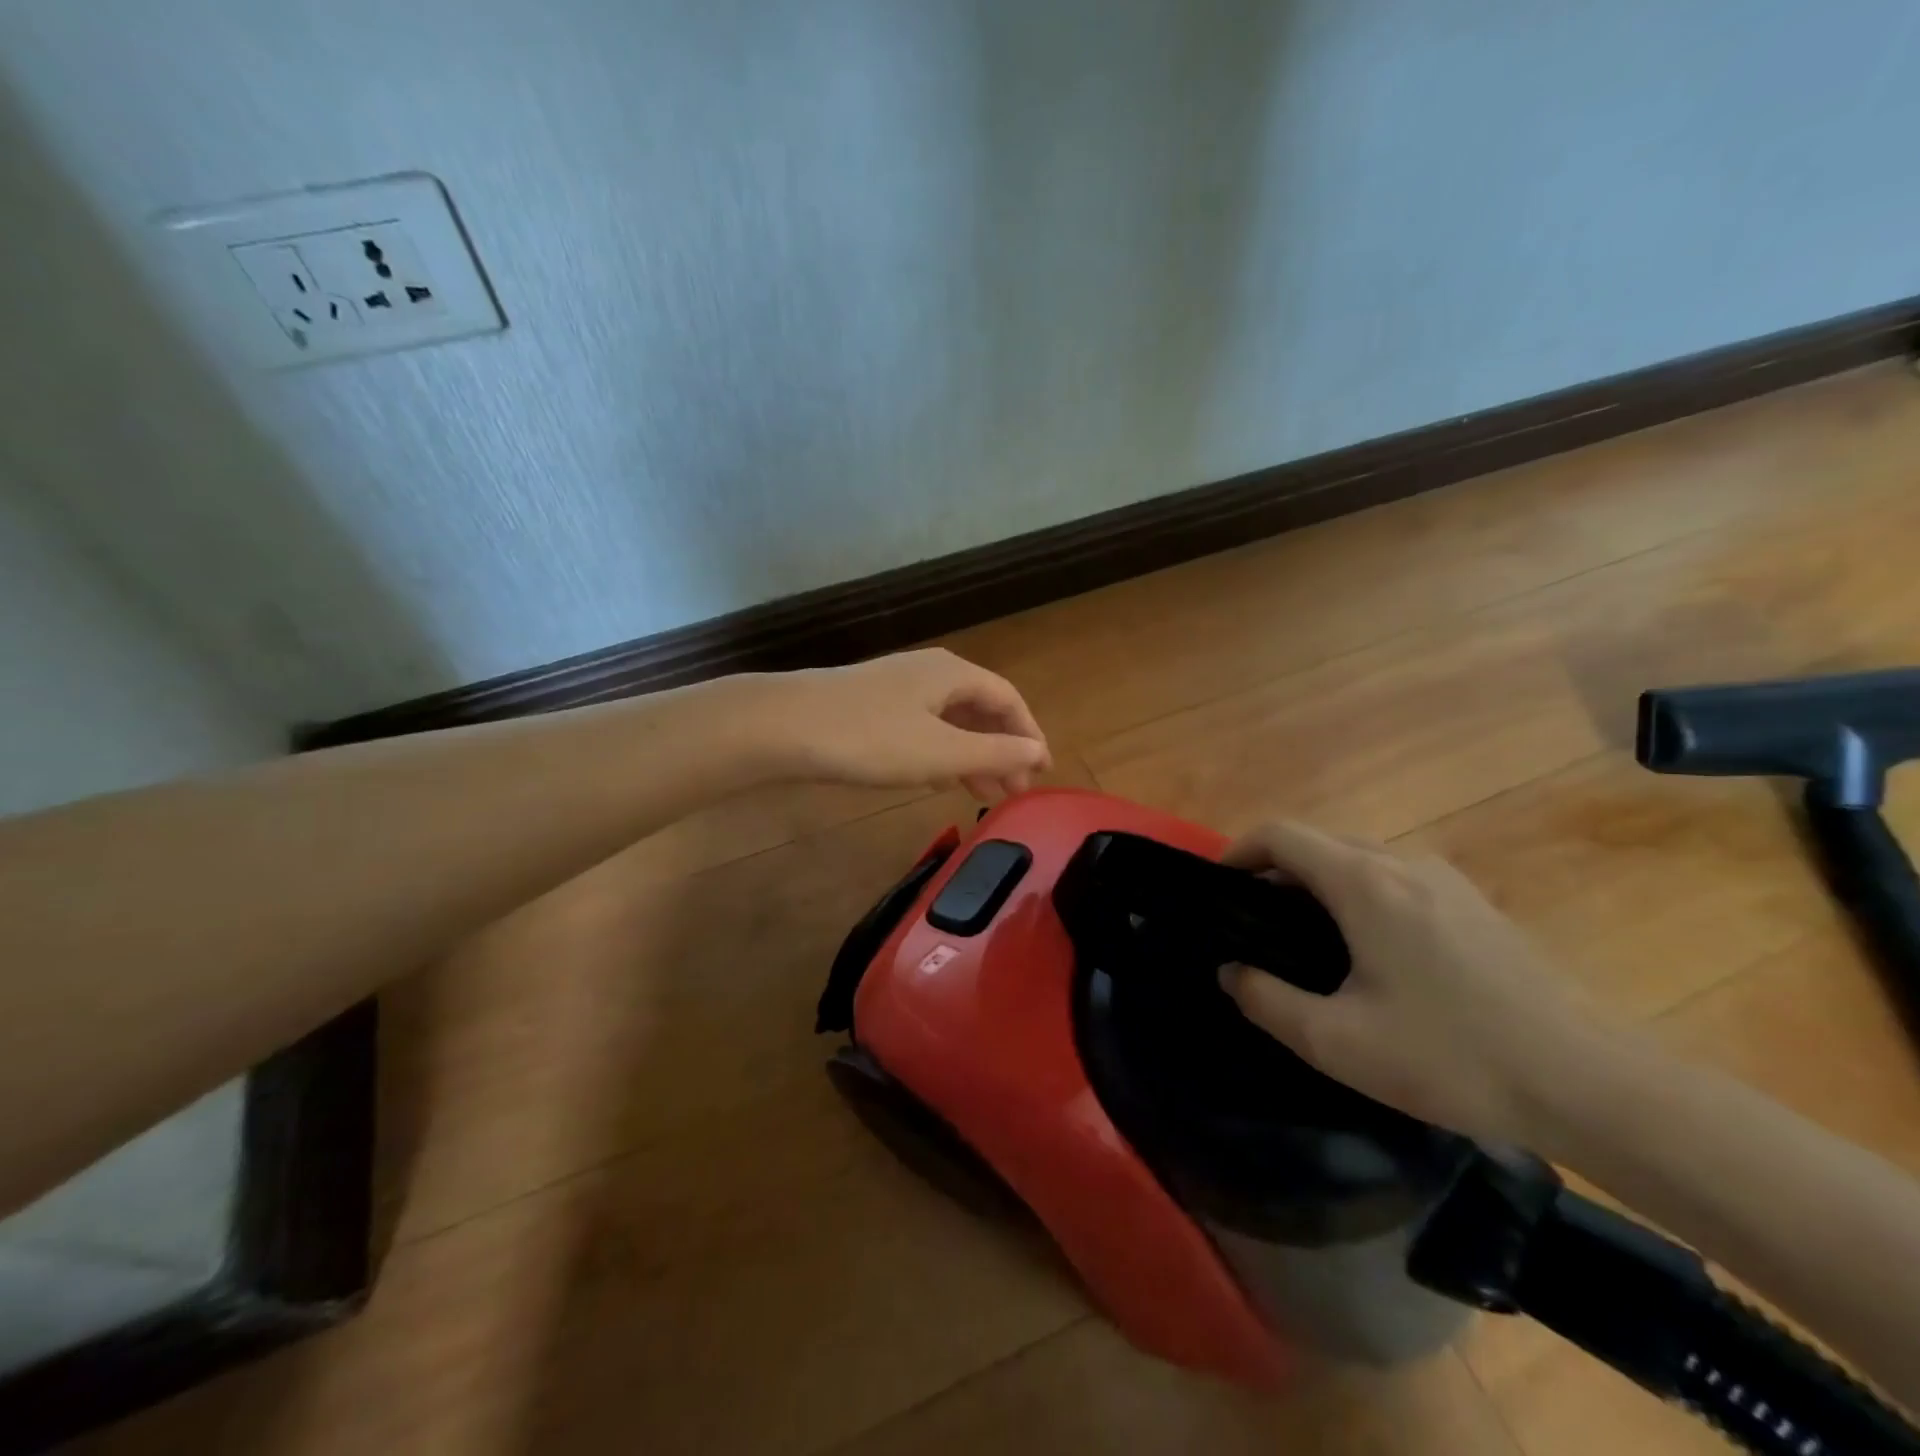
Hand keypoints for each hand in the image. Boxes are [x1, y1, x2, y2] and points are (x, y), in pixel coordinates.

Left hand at [766, 648, 1050, 799]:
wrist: (783, 726)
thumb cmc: (871, 738)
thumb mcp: (940, 752)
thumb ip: (994, 753)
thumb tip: (1038, 753)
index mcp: (953, 674)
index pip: (1008, 699)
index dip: (1030, 735)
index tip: (1042, 772)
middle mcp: (930, 673)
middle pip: (980, 709)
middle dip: (1002, 750)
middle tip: (1014, 791)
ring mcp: (897, 688)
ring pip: (949, 721)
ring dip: (971, 756)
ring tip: (984, 793)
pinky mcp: (872, 707)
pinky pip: (923, 728)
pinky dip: (941, 753)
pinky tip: (938, 779)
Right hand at [1216, 821, 1612, 1143]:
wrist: (1590, 1084)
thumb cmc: (1451, 1056)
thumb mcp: (1337, 1042)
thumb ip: (1267, 1000)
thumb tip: (1232, 972)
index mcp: (1363, 882)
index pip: (1281, 835)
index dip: (1238, 851)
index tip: (1218, 887)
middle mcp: (1402, 863)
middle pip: (1318, 841)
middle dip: (1275, 869)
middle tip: (1254, 920)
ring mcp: (1446, 880)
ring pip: (1359, 857)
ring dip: (1318, 881)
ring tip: (1305, 936)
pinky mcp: (1475, 904)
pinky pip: (1395, 878)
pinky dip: (1359, 893)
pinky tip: (1369, 950)